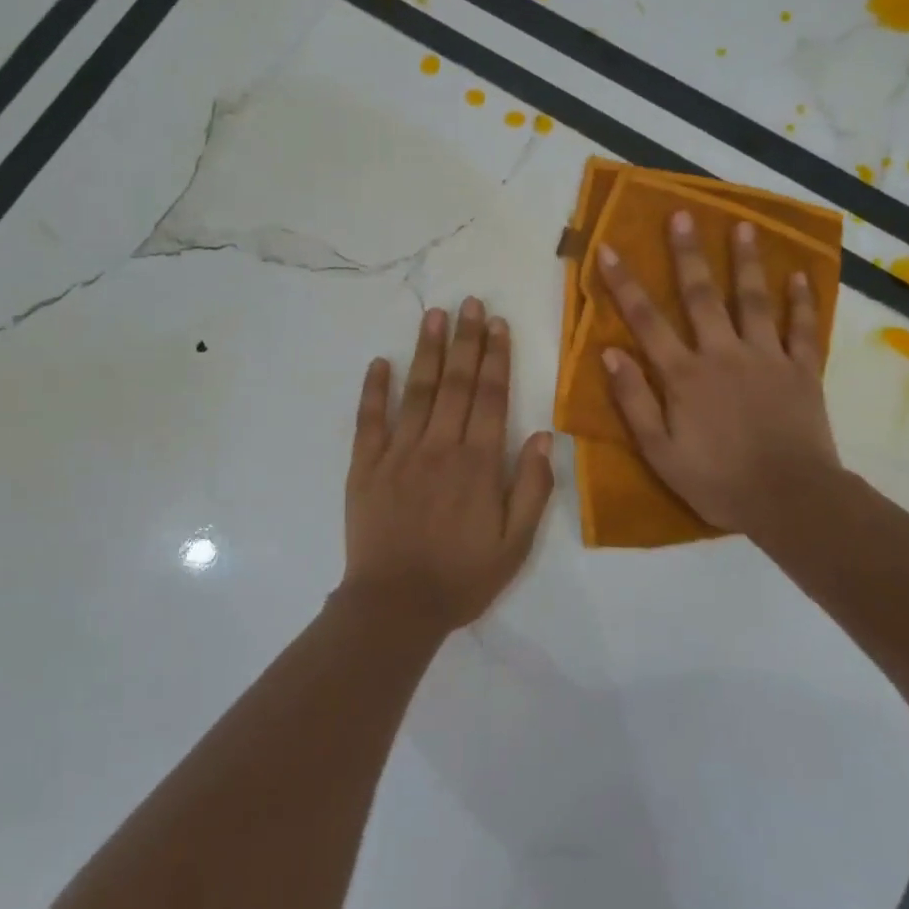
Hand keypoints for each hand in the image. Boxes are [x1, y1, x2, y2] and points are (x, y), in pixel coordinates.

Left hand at [344, 299, 555, 628]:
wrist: (395, 606)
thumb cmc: (461, 577)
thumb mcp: (515, 544)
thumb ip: (531, 487)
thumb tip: (541, 434)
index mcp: (478, 462)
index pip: (491, 396)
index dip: (496, 356)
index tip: (497, 323)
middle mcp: (440, 446)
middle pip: (456, 382)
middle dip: (465, 340)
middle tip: (469, 302)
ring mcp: (399, 453)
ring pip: (417, 391)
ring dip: (427, 351)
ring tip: (433, 315)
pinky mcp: (366, 466)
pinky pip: (370, 420)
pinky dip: (374, 390)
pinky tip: (379, 362)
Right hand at [597, 211, 841, 534]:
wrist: (789, 500)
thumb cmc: (717, 480)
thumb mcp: (660, 451)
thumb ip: (634, 401)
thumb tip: (610, 353)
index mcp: (685, 374)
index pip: (646, 320)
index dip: (624, 283)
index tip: (608, 248)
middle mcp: (723, 353)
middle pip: (701, 295)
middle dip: (687, 254)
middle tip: (682, 215)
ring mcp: (766, 357)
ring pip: (754, 300)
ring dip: (746, 261)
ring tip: (744, 225)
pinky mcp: (802, 370)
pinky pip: (802, 328)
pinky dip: (802, 301)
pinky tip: (799, 275)